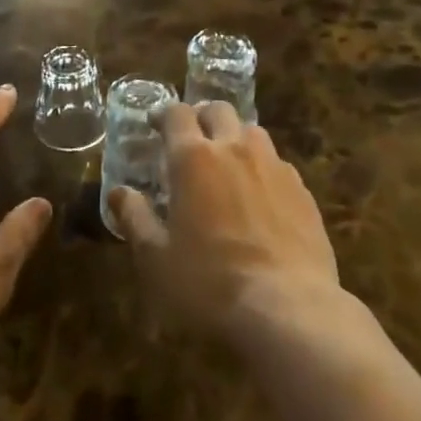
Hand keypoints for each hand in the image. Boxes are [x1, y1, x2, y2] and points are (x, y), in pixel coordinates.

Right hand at [109, 100, 340, 339]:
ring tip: (228, 163)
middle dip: (202, 117)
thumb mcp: (157, 259)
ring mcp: (273, 166)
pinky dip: (263, 168)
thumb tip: (119, 193)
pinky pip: (278, 163)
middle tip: (192, 139)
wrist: (289, 309)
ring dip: (235, 137)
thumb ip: (135, 219)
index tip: (154, 125)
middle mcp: (234, 149)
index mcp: (193, 158)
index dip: (163, 114)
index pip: (176, 114)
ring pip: (252, 131)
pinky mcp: (302, 190)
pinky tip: (260, 196)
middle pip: (218, 110)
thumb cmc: (210, 284)